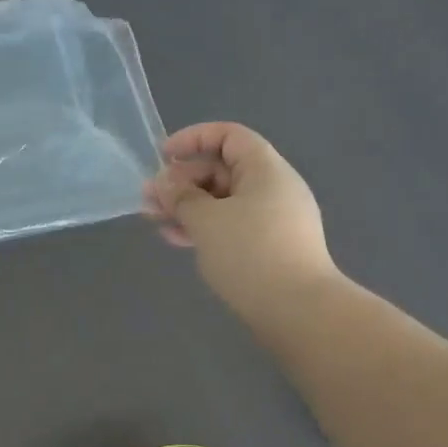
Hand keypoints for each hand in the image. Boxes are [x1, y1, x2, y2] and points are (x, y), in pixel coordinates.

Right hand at [143, 122, 337, 318]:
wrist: (298, 310)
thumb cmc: (250, 253)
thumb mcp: (206, 221)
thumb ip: (181, 197)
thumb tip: (164, 184)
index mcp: (265, 169)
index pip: (229, 136)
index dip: (193, 139)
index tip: (162, 156)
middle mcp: (273, 188)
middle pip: (223, 170)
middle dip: (182, 181)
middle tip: (149, 199)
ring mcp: (274, 220)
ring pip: (223, 202)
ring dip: (188, 207)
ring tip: (155, 221)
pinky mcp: (270, 248)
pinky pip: (232, 226)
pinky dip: (204, 228)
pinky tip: (178, 240)